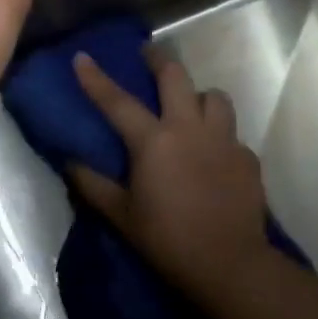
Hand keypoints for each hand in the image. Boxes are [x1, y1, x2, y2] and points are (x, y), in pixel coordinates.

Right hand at [68, 49, 273, 309]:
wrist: (229, 265)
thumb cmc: (166, 239)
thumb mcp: (120, 214)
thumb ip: (92, 184)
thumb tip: (70, 163)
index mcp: (153, 141)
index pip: (117, 101)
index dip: (96, 78)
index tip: (82, 56)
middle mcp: (190, 129)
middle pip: (176, 77)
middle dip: (159, 60)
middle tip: (148, 54)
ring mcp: (224, 141)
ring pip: (214, 97)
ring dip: (197, 95)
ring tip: (188, 105)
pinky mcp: (247, 158)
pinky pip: (231, 133)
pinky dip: (218, 134)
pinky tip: (211, 153)